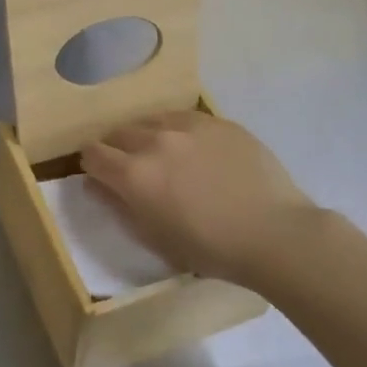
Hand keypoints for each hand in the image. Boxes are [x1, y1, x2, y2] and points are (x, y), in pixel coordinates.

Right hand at [81, 110, 318, 286]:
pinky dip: (179, 130)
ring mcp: (189, 126)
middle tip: (133, 168)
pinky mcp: (219, 121)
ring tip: (163, 154)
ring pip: (151, 120)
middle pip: (119, 133)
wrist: (274, 233)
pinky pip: (185, 118)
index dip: (92, 165)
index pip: (93, 154)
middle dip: (118, 149)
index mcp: (134, 174)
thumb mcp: (155, 237)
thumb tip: (95, 184)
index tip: (102, 176)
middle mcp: (155, 141)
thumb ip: (120, 206)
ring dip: (147, 135)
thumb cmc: (211, 248)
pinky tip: (194, 148)